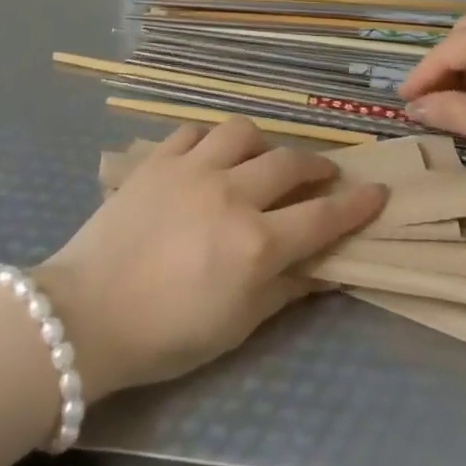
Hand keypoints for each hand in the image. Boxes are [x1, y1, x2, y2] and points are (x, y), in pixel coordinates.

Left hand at [35, 119, 385, 396]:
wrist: (87, 313)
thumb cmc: (166, 335)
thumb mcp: (237, 325)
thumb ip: (285, 291)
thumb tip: (324, 271)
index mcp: (257, 243)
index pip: (323, 216)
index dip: (357, 204)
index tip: (378, 192)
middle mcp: (232, 194)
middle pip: (290, 164)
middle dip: (317, 167)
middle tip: (322, 175)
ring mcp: (193, 169)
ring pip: (244, 132)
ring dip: (262, 145)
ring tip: (260, 161)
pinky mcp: (158, 159)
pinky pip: (195, 131)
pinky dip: (210, 141)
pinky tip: (208, 157)